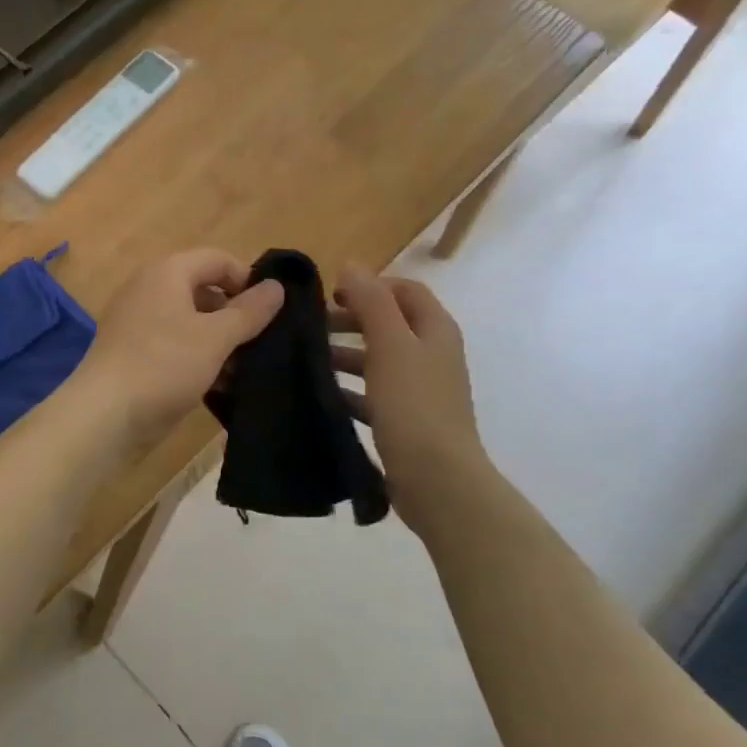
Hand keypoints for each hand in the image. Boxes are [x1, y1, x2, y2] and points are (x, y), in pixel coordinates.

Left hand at [73, 249, 284, 450]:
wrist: (103, 417)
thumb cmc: (163, 365)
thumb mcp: (216, 337)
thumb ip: (250, 311)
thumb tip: (277, 286)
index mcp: (167, 272)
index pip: (218, 259)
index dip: (248, 280)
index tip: (271, 313)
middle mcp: (149, 289)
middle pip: (204, 290)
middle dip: (235, 316)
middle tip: (260, 345)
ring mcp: (137, 323)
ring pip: (190, 322)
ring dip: (219, 343)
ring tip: (243, 371)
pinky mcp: (133, 354)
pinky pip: (173, 346)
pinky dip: (197, 359)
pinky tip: (217, 386)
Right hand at [330, 264, 486, 529]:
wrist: (438, 480)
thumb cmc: (414, 405)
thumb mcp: (390, 345)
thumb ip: (371, 302)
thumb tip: (352, 265)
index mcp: (435, 330)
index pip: (404, 290)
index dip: (369, 286)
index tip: (330, 296)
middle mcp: (432, 354)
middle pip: (389, 324)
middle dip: (351, 322)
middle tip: (311, 329)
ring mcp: (422, 390)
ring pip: (379, 360)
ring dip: (346, 356)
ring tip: (308, 362)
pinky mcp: (408, 421)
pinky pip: (375, 395)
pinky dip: (351, 390)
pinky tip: (323, 396)